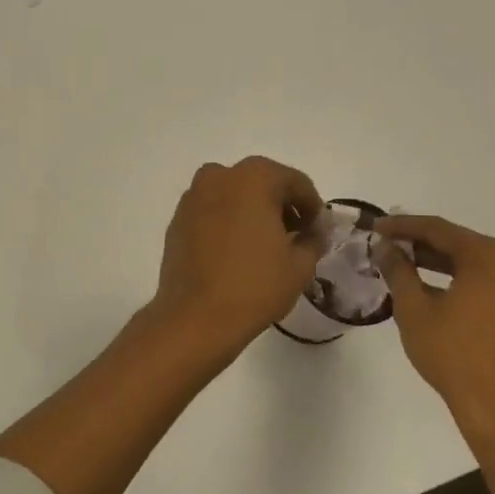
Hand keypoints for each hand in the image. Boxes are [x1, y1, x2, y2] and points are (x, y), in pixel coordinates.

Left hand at [154, 156, 322, 352]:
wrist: (195, 317)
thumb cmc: (254, 285)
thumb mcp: (300, 265)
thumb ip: (313, 240)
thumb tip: (312, 233)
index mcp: (254, 177)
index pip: (295, 182)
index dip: (312, 207)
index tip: (317, 231)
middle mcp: (219, 176)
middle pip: (261, 183)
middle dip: (281, 206)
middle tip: (294, 237)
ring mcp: (193, 197)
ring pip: (233, 195)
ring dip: (251, 212)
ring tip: (263, 245)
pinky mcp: (176, 220)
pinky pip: (211, 212)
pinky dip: (226, 222)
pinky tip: (235, 252)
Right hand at [372, 215, 494, 442]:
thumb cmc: (452, 353)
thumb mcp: (414, 308)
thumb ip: (398, 270)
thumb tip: (384, 246)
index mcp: (487, 256)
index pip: (437, 229)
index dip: (402, 226)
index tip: (375, 226)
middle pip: (457, 242)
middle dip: (419, 242)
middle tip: (386, 242)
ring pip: (471, 261)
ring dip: (437, 260)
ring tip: (401, 261)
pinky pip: (484, 278)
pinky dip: (456, 277)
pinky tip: (429, 284)